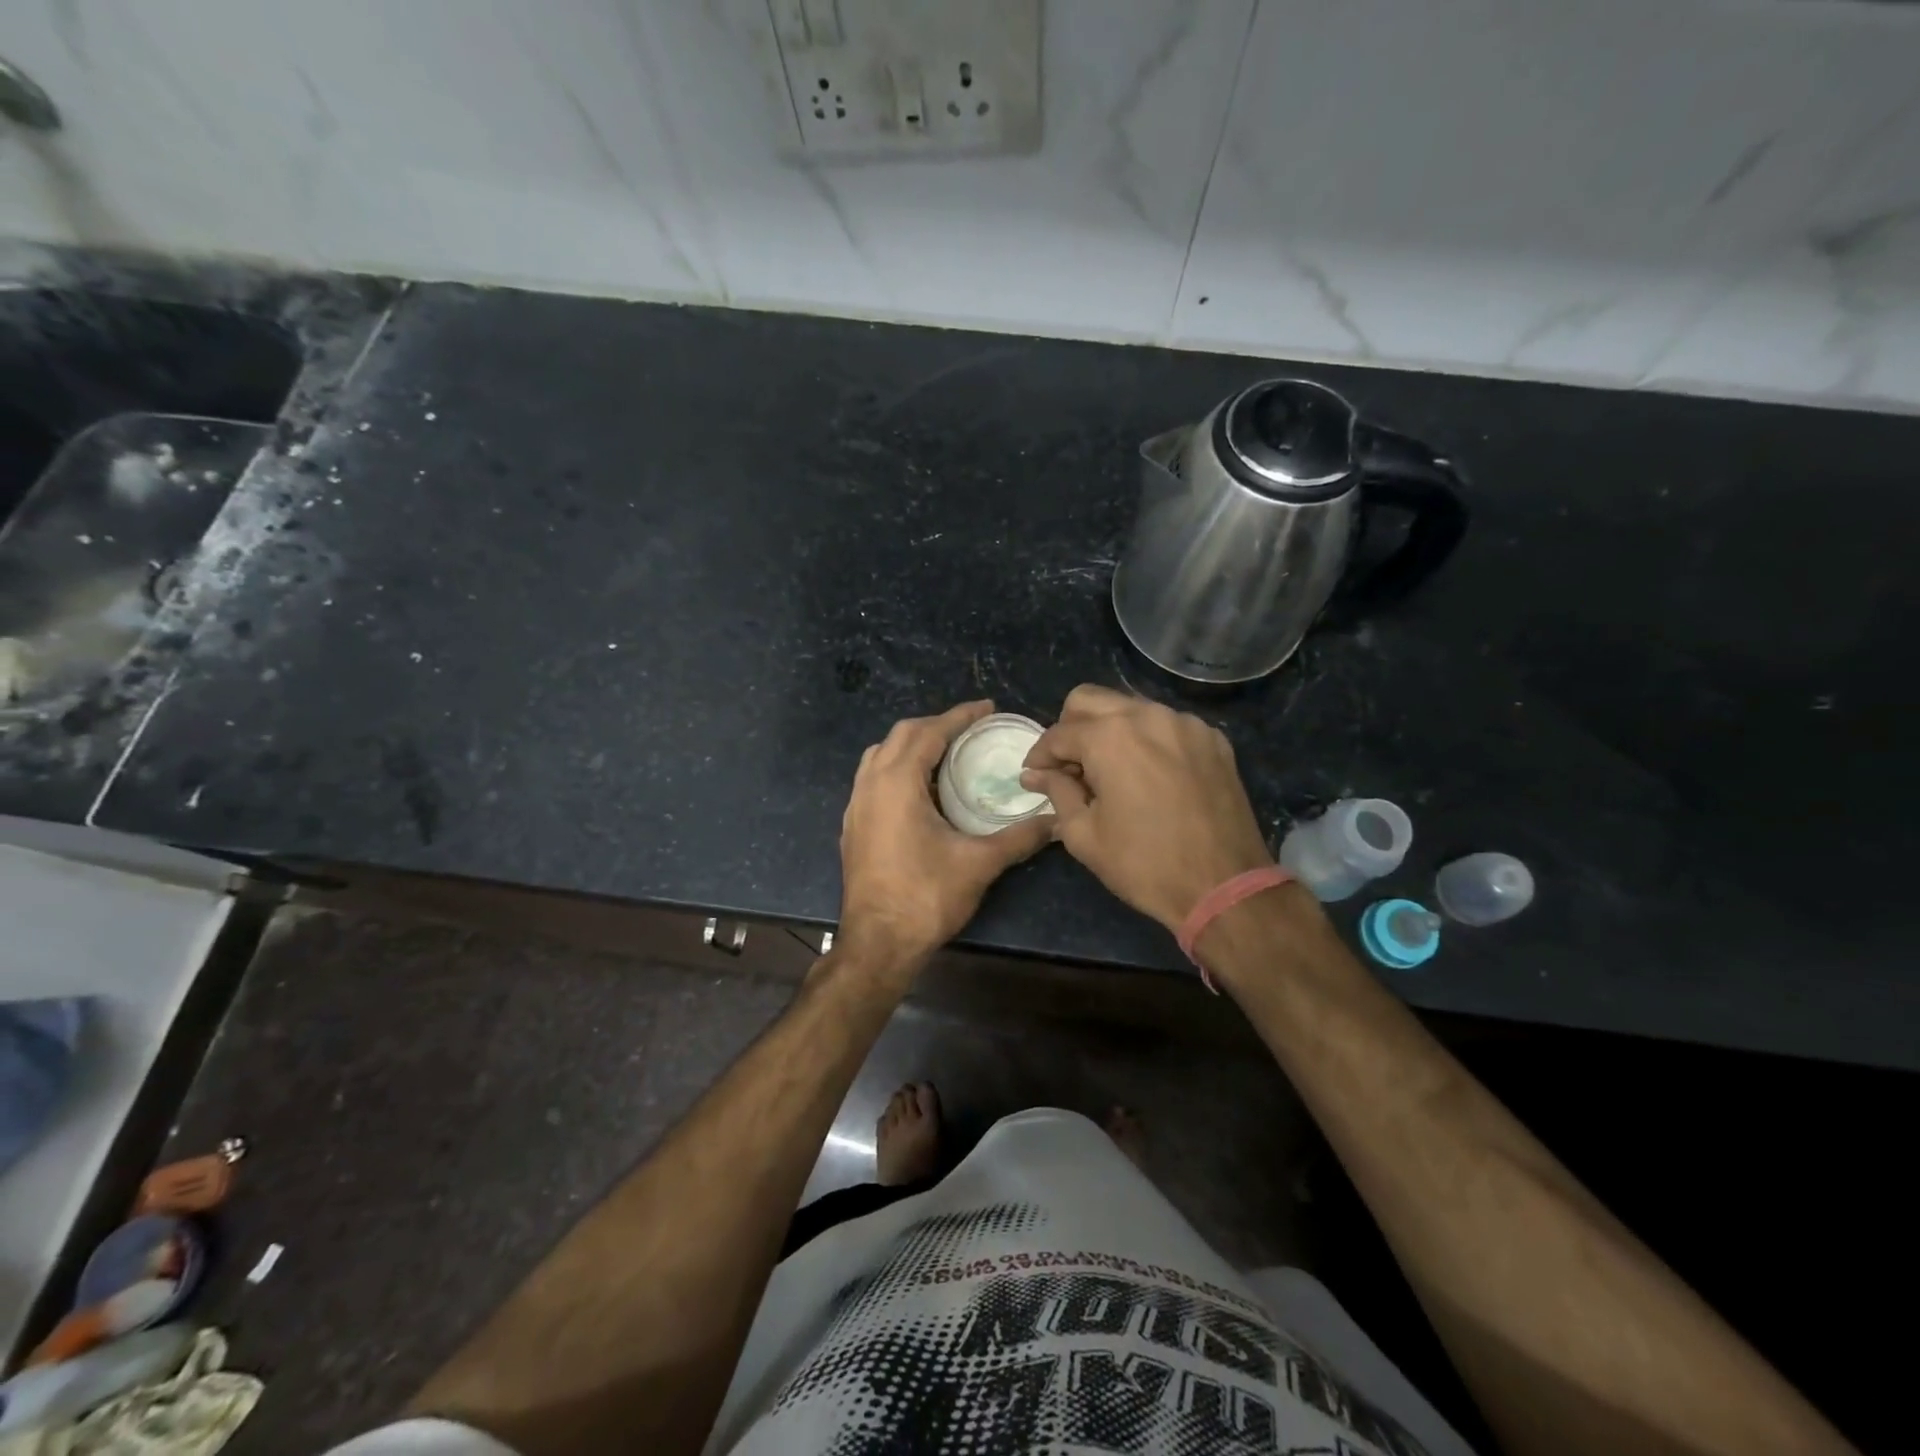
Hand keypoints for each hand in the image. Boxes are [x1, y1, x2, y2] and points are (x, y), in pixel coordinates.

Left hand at [838, 701, 1053, 968]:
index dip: (960, 716)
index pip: (929, 732)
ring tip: (946, 754)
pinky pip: (873, 779)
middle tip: (970, 730)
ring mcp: (856, 806)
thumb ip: (1019, 837)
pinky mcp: (853, 826)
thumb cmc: (926, 897)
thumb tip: (1056, 821)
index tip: (987, 707)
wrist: (878, 943)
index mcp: (897, 782)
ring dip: (912, 745)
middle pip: (901, 735)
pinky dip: (897, 769)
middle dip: (935, 725)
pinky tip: (921, 791)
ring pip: (881, 755)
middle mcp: (870, 785)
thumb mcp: (979, 863)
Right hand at [1021, 685, 1273, 931]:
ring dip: (1109, 730)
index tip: (1034, 776)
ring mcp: (1185, 724)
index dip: (1039, 755)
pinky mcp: (1213, 739)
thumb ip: (1057, 792)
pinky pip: (1167, 725)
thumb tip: (1035, 774)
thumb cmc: (1144, 864)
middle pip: (1090, 700)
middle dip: (1070, 728)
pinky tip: (1148, 774)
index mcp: (1109, 737)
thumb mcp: (1084, 834)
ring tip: (1108, 771)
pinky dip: (1148, 740)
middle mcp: (1147, 715)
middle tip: (1068, 766)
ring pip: (1131, 707)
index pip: (1058, 733)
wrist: (1225, 886)